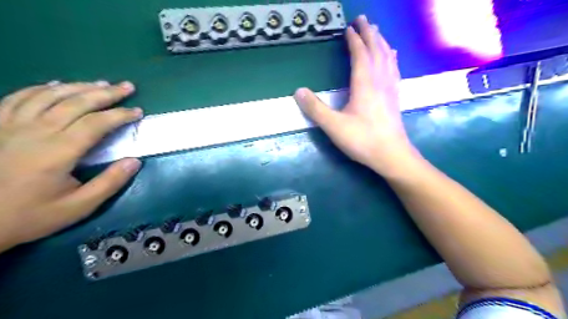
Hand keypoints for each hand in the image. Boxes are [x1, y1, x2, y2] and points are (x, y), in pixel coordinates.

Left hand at [0, 80, 141, 252]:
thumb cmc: (30, 215)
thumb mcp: (78, 207)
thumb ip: (109, 183)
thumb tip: (134, 161)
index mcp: (57, 151)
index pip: (96, 123)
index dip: (120, 114)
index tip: (138, 112)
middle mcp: (35, 131)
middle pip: (75, 102)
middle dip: (106, 93)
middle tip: (127, 87)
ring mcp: (10, 125)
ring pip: (49, 95)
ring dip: (79, 86)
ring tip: (100, 83)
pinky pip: (19, 97)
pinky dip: (41, 88)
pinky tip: (56, 85)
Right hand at [295, 15, 417, 176]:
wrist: (392, 155)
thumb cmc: (363, 140)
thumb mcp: (334, 126)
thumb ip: (315, 109)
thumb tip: (298, 91)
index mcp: (364, 84)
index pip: (360, 55)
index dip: (354, 40)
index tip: (349, 28)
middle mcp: (379, 81)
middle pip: (376, 50)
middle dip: (370, 33)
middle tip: (364, 20)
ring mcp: (390, 88)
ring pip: (387, 58)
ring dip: (381, 42)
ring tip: (378, 32)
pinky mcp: (395, 97)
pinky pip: (394, 70)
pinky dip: (392, 57)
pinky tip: (393, 56)